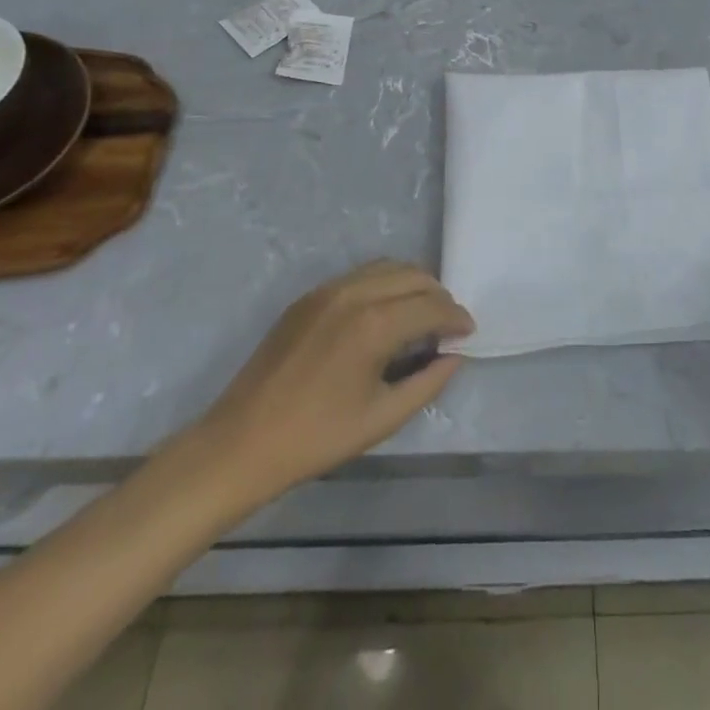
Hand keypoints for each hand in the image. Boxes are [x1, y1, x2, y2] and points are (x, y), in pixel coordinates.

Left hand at [188, 261, 474, 509]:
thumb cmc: (316, 438)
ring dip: (411, 284)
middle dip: (438, 296)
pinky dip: (384, 284)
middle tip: (447, 325)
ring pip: (386, 267)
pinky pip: (359, 275)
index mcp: (374, 325)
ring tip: (420, 315)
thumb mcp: (382, 418)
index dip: (456, 317)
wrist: (241, 442)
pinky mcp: (309, 296)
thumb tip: (455, 355)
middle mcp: (354, 293)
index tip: (468, 332)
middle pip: (413, 275)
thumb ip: (427, 383)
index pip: (431, 305)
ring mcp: (327, 290)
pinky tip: (385, 313)